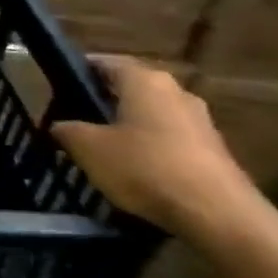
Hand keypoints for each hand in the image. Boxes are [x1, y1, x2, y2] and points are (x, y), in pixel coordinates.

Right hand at [51, 56, 268, 246]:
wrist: (219, 215)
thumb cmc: (145, 167)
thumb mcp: (88, 148)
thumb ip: (67, 130)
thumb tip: (60, 125)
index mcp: (145, 80)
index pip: (105, 63)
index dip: (79, 73)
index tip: (59, 90)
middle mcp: (176, 91)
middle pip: (131, 89)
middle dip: (104, 102)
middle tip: (78, 121)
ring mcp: (200, 122)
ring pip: (152, 115)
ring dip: (129, 127)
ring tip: (104, 149)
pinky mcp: (214, 151)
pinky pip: (171, 140)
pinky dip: (151, 149)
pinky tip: (136, 172)